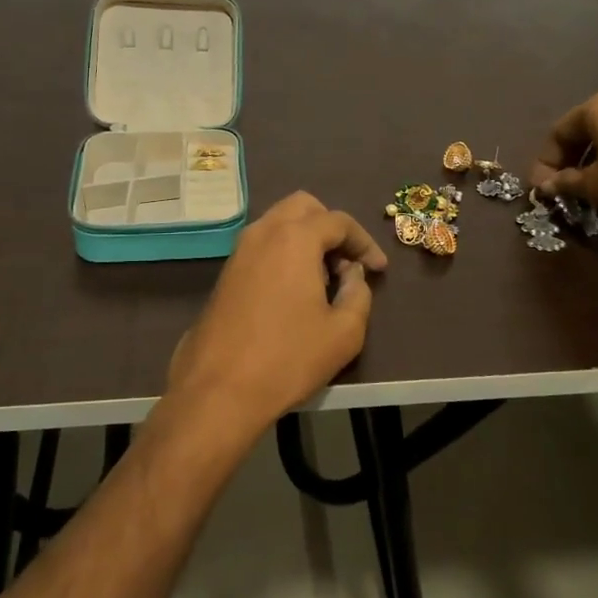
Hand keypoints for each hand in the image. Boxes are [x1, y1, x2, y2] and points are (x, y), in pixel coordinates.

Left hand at [163, 193, 387, 446]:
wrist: (218, 390)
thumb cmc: (288, 358)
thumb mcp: (344, 332)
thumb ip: (359, 293)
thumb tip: (352, 275)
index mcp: (295, 238)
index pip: (339, 221)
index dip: (364, 242)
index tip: (379, 269)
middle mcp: (263, 232)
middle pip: (303, 207)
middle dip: (331, 227)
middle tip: (347, 263)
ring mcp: (239, 251)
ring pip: (278, 223)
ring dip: (306, 238)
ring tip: (324, 279)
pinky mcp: (225, 273)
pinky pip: (262, 245)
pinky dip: (284, 252)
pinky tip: (295, 291)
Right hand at [527, 89, 597, 223]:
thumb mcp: (597, 184)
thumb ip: (566, 182)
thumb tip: (545, 186)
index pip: (558, 131)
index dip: (545, 162)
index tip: (541, 188)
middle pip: (584, 129)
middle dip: (569, 159)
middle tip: (562, 188)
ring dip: (592, 159)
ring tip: (588, 187)